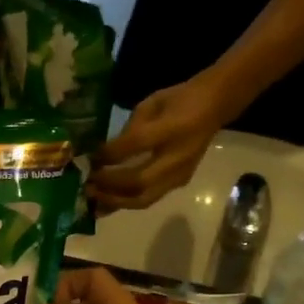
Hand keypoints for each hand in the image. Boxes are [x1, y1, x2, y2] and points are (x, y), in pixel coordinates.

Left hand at [88, 74, 227, 211]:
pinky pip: (150, 198)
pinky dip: (126, 202)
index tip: (90, 158)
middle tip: (88, 185)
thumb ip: (130, 128)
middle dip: (110, 186)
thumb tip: (106, 152)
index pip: (136, 144)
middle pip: (139, 182)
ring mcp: (180, 174)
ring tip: (94, 200)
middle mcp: (178, 157)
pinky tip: (109, 203)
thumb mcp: (152, 103)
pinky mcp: (180, 183)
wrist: (215, 107)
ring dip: (116, 201)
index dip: (110, 154)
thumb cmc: (179, 100)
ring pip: (144, 198)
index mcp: (172, 128)